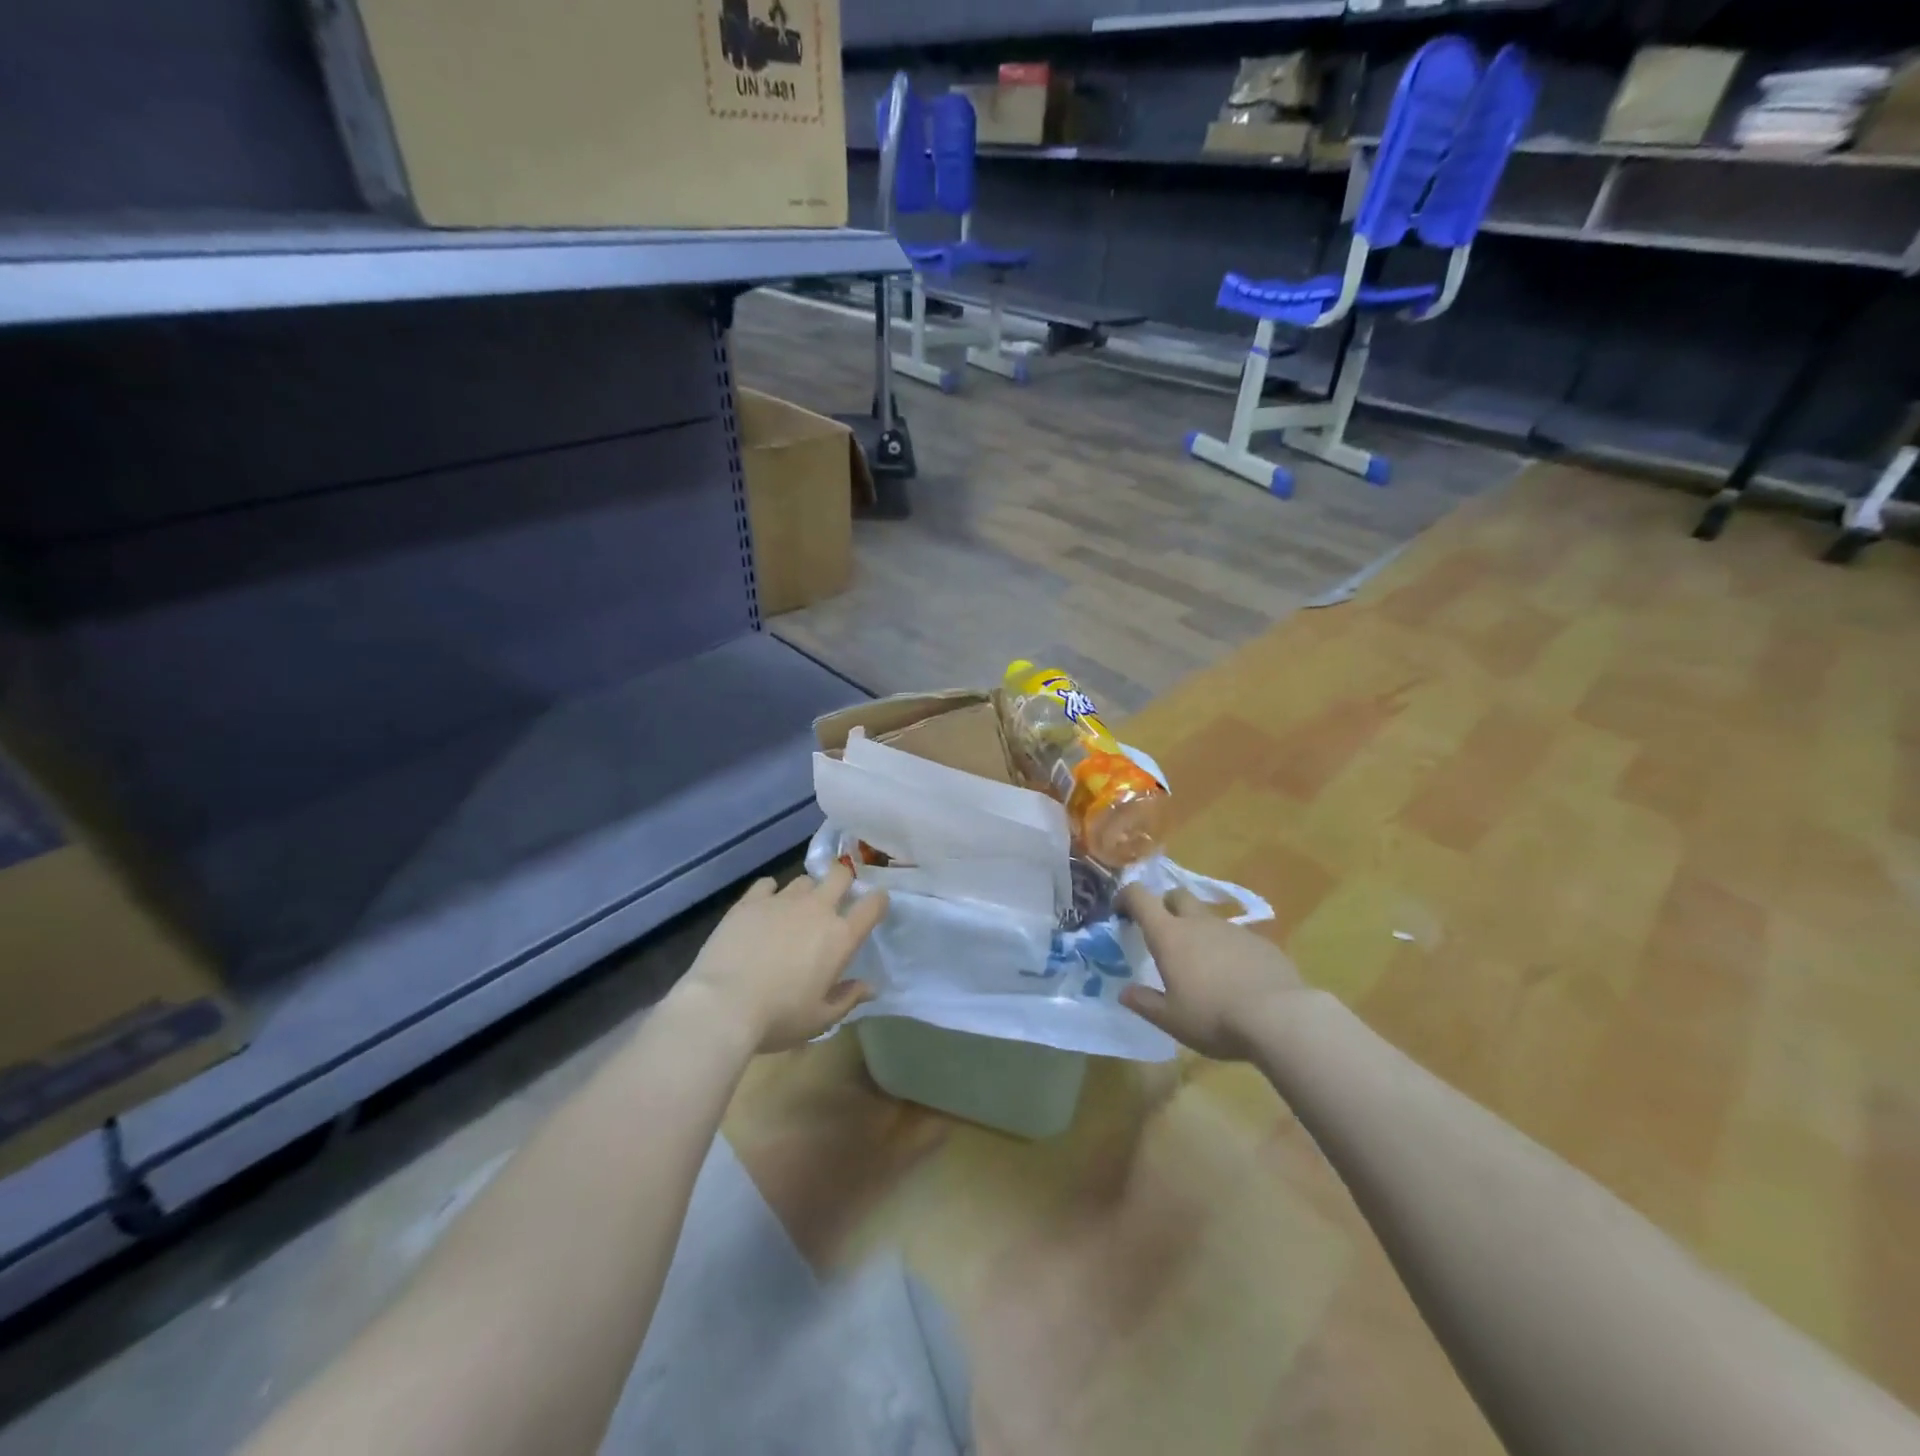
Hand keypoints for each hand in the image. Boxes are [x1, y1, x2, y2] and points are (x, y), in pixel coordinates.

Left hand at [679, 865, 887, 1054]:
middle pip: (840, 875)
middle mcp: (816, 910)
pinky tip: (764, 908)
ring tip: (796, 911)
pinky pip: (767, 884)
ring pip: (804, 880)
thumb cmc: (779, 1017)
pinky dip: (770, 893)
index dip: (878, 901)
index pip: (873, 904)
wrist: (723, 1004)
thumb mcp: (820, 1019)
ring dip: (806, 892)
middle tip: (836, 900)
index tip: (875, 906)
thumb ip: (848, 998)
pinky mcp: (750, 901)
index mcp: (840, 937)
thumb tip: (871, 987)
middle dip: (843, 882)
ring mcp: (782, 901)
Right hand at [1118, 883, 1306, 1059]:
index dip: (1126, 897)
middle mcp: (1199, 923)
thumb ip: (1145, 1003)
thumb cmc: (1214, 1017)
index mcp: (1169, 935)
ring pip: (1208, 917)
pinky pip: (1236, 937)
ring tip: (1202, 965)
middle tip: (1163, 932)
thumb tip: (1125, 992)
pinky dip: (1227, 949)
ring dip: (1198, 931)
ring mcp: (1233, 929)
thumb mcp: (1171, 1020)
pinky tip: (1235, 977)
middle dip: (1165, 905)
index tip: (1121, 910)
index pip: (1140, 897)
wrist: (1281, 1017)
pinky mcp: (1261, 942)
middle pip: (1176, 896)